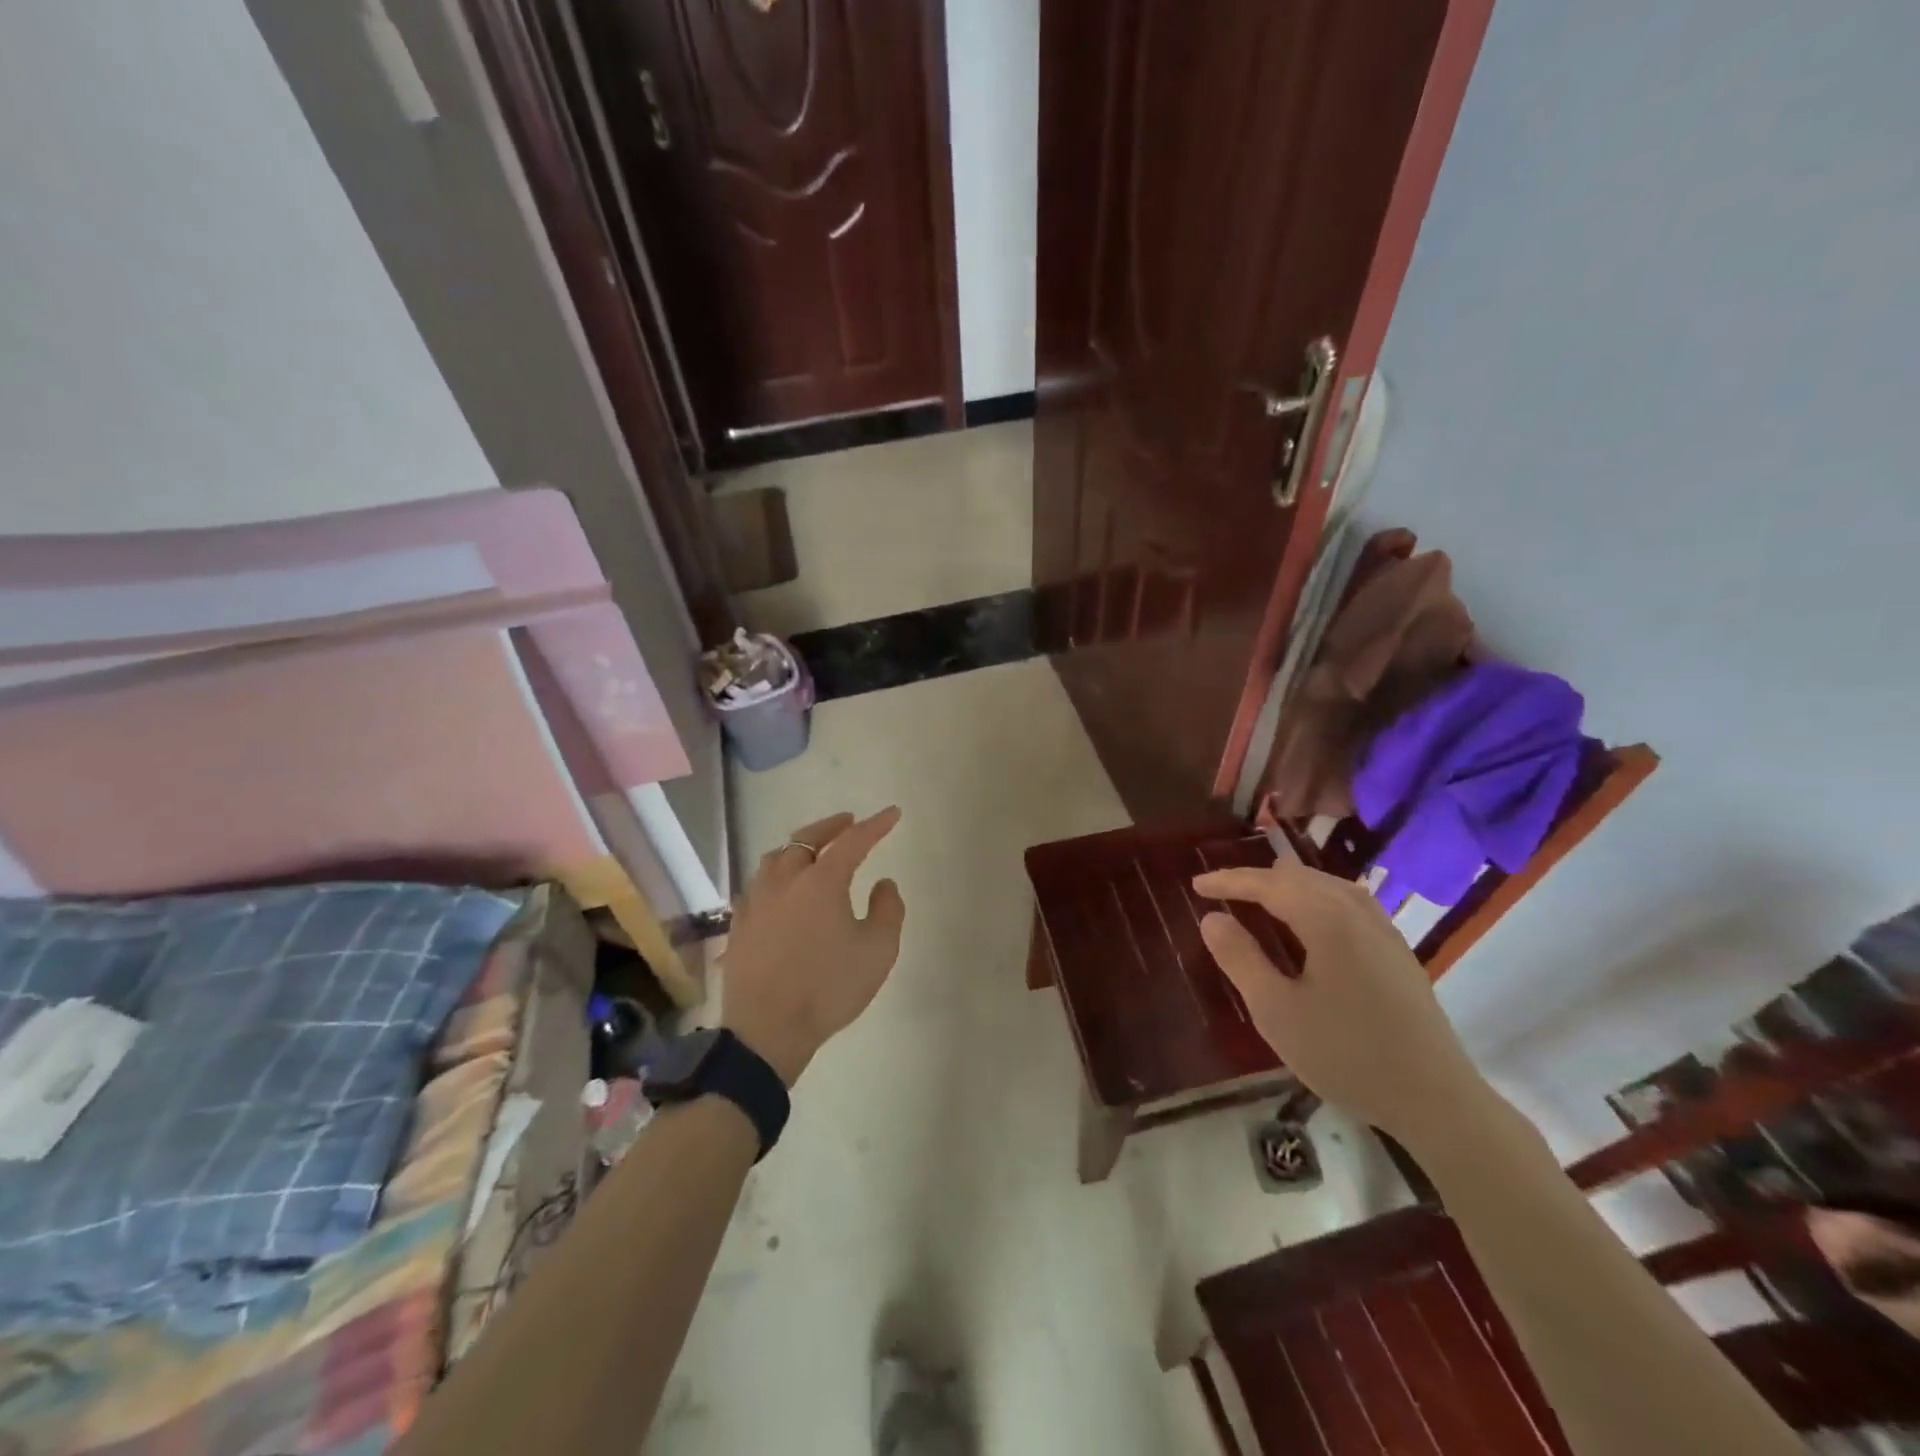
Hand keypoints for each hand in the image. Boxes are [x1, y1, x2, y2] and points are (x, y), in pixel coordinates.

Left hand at [721, 808, 906, 1084]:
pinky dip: (776, 876)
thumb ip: (888, 910)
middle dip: (831, 827)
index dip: (875, 825)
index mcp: (821, 881)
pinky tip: (780, 889)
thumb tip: (883, 883)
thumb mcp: (878, 951)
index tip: (892, 814)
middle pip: (806, 840)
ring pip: (776, 859)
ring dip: (798, 848)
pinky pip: (758, 886)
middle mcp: (785, 881)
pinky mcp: (739, 925)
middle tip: (848, 822)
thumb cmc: (828, 988)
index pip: (852, 841)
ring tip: (812, 851)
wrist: (767, 1031)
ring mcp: (756, 902)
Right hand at [1192, 861, 1489, 1148]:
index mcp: (1326, 920)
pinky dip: (1317, 897)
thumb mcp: (1276, 1011)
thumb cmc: (1346, 1054)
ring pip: (1328, 885)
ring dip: (1288, 885)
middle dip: (1257, 879)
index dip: (1229, 881)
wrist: (1435, 1099)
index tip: (1196, 885)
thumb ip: (1240, 958)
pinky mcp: (1397, 951)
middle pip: (1299, 877)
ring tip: (1261, 897)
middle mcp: (1357, 913)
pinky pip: (1349, 902)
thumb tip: (1212, 918)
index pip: (1268, 884)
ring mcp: (1384, 930)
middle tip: (1222, 892)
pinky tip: (1312, 918)